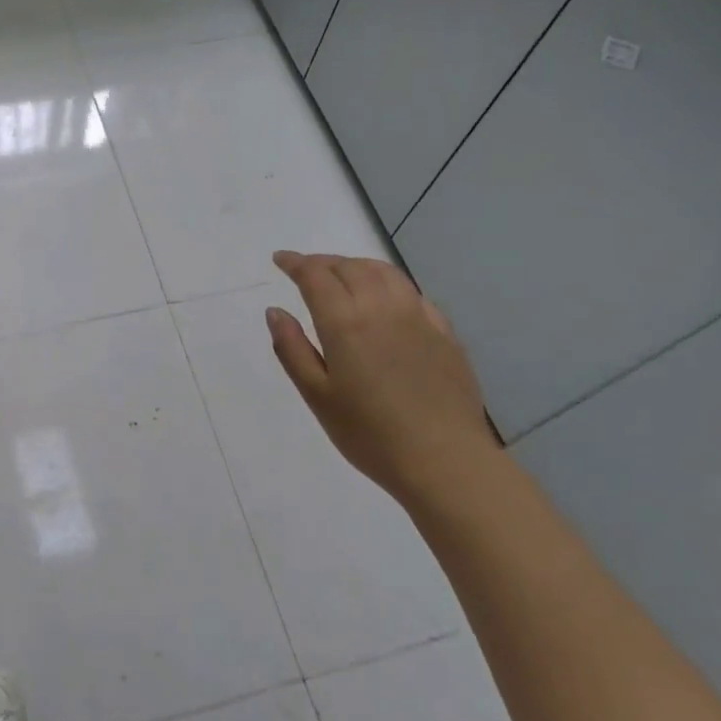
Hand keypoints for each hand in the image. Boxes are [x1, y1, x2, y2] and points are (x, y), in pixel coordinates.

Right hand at [266, 251, 499, 502]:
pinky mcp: (444, 333)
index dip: (295, 263)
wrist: (444, 460)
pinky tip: (386, 299)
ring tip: (342, 274)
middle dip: (323, 262)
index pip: (315, 276)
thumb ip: (292, 349)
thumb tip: (275, 311)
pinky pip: (412, 293)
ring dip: (357, 265)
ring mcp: (418, 318)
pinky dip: (389, 283)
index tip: (280, 260)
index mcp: (346, 322)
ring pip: (384, 273)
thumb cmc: (369, 434)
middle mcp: (382, 308)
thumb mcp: (317, 396)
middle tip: (305, 270)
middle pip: (350, 267)